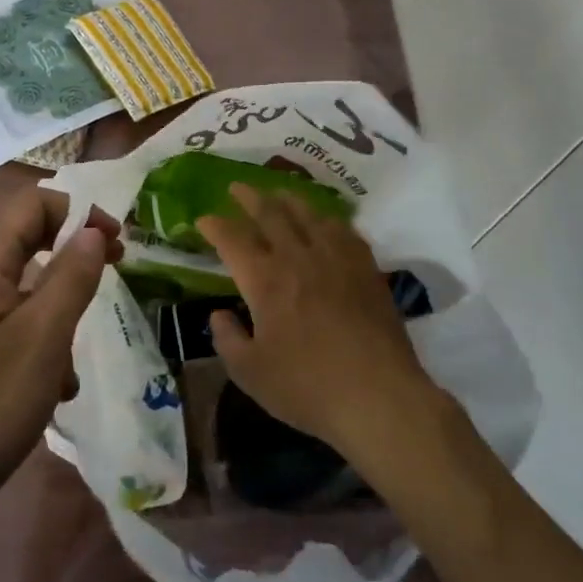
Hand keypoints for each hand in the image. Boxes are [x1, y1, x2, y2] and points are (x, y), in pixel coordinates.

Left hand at [0, 188, 121, 512]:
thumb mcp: (46, 336)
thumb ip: (74, 273)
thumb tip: (93, 229)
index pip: (34, 202)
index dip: (80, 212)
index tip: (118, 243)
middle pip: (26, 234)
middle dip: (72, 255)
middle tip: (111, 274)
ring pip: (20, 277)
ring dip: (56, 302)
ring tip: (72, 356)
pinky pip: (5, 308)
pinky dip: (35, 327)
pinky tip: (49, 380)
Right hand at [199, 184, 435, 459]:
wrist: (378, 395)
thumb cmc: (308, 387)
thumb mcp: (250, 373)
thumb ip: (228, 340)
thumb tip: (219, 314)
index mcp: (264, 280)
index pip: (232, 239)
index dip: (215, 225)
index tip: (203, 219)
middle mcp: (297, 257)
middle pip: (269, 213)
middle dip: (249, 197)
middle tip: (237, 186)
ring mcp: (335, 258)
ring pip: (307, 213)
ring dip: (287, 199)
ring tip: (278, 193)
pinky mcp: (365, 267)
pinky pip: (343, 229)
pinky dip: (327, 219)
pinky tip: (326, 221)